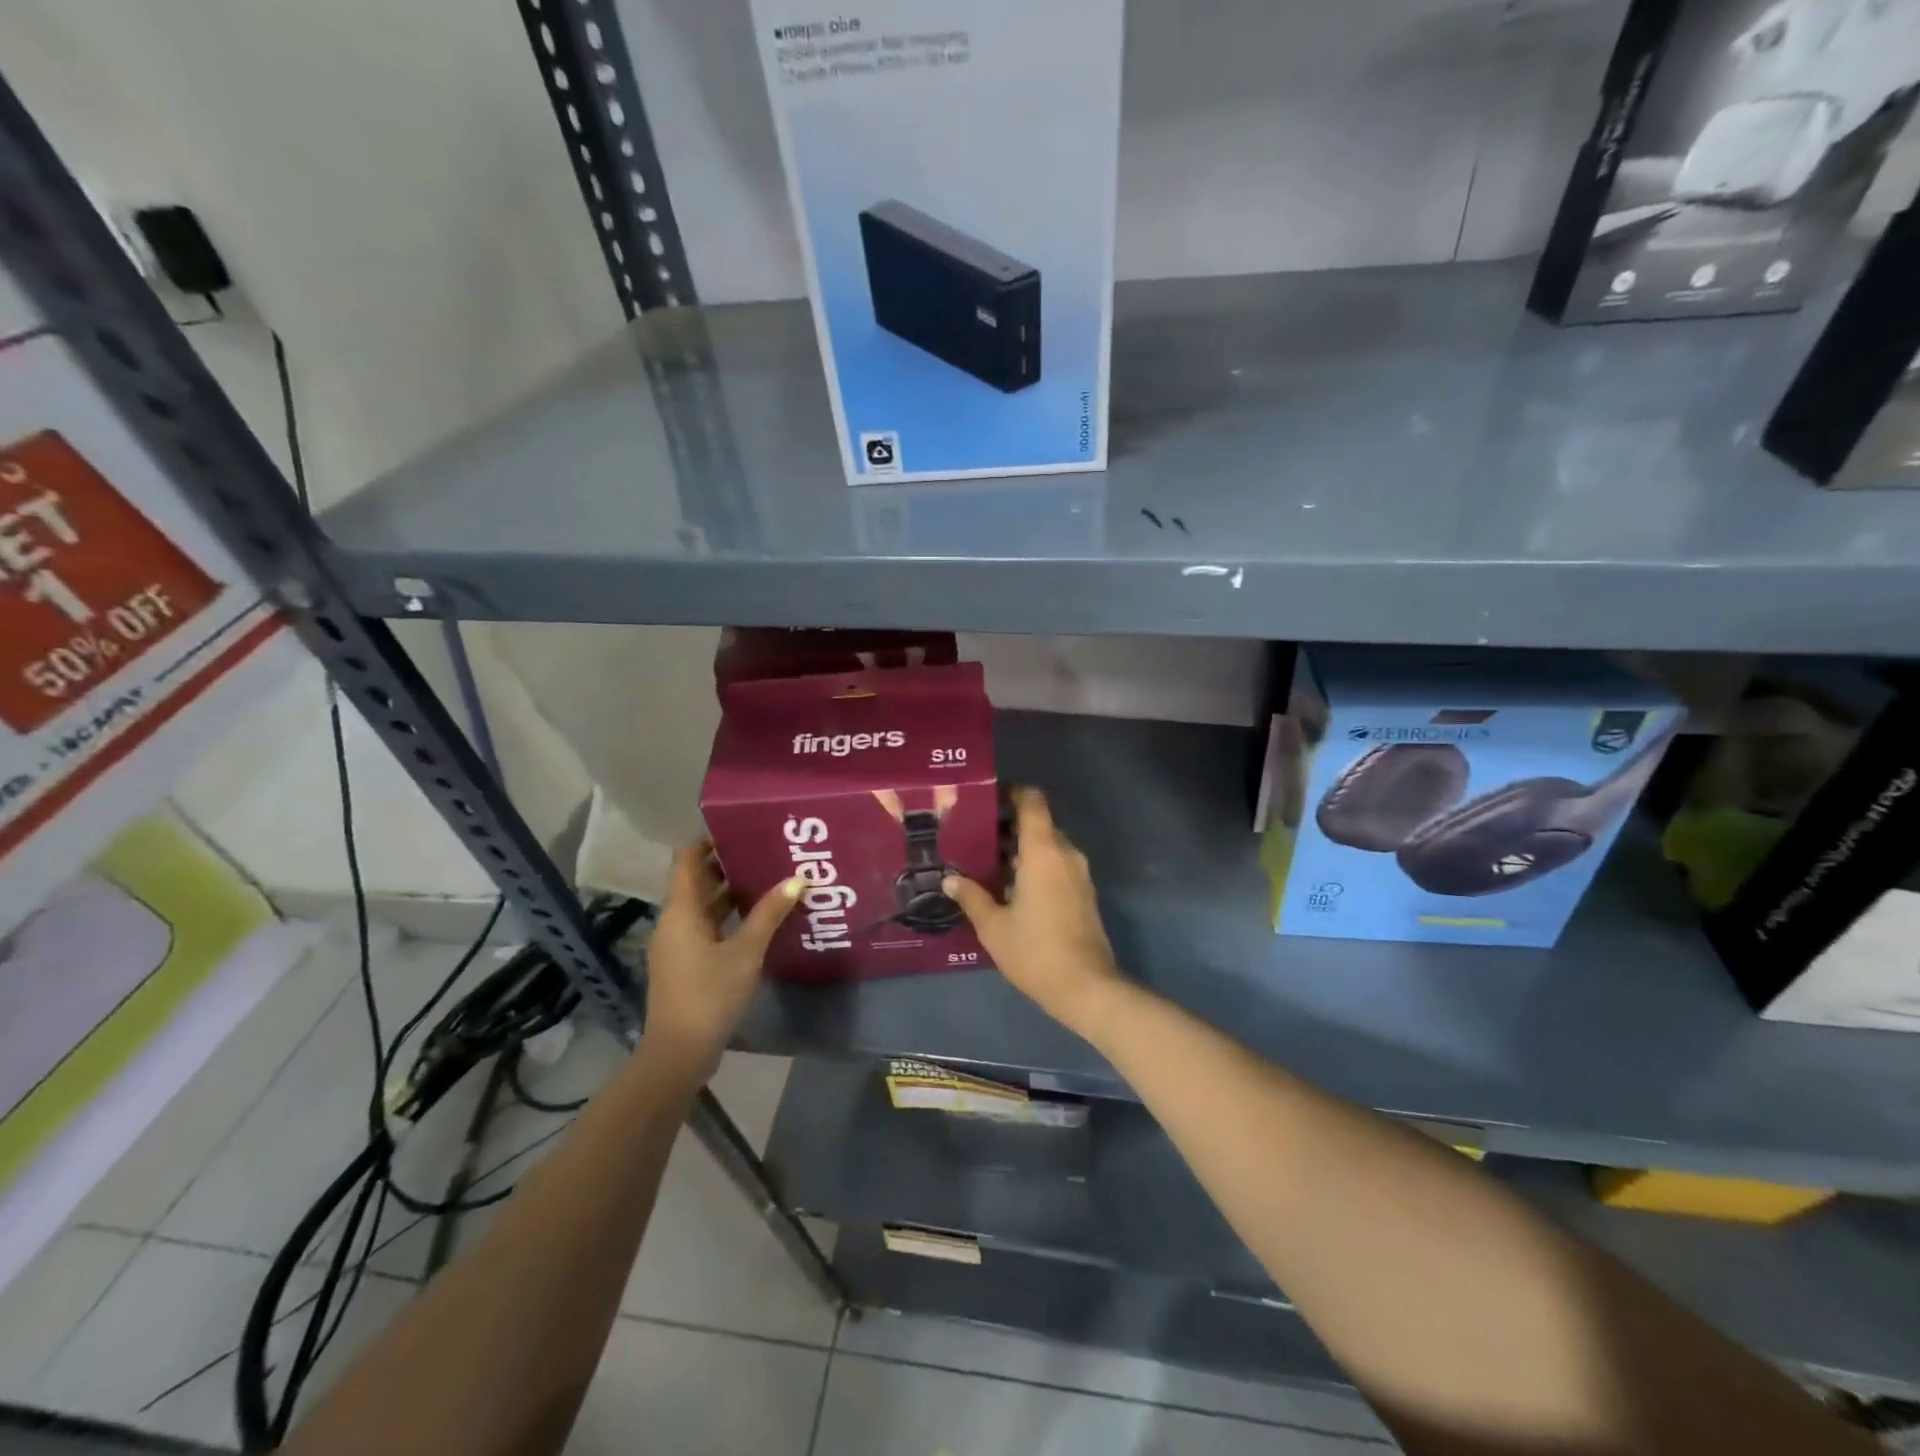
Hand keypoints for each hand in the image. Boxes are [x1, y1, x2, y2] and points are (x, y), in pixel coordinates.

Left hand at [642, 843, 799, 1079]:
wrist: (679, 1053)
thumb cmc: (710, 994)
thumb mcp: (746, 952)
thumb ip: (770, 914)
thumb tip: (797, 878)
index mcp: (681, 911)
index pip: (686, 859)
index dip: (708, 840)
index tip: (740, 828)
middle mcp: (674, 921)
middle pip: (696, 880)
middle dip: (727, 864)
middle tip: (766, 850)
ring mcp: (678, 944)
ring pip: (703, 906)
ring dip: (731, 892)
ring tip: (769, 878)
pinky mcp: (685, 963)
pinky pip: (707, 926)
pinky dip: (728, 916)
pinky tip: (758, 919)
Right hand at [943, 787, 1123, 1035]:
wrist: (1087, 988)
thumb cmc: (1035, 951)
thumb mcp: (993, 925)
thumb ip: (971, 896)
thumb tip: (950, 880)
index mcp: (1043, 850)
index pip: (1032, 801)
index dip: (1012, 791)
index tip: (987, 797)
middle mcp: (1066, 853)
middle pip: (1038, 824)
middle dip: (1008, 826)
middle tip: (975, 836)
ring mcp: (1079, 874)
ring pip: (1048, 846)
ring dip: (1020, 849)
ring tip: (987, 864)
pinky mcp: (1084, 893)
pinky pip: (1057, 865)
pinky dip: (1035, 866)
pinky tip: (1010, 889)